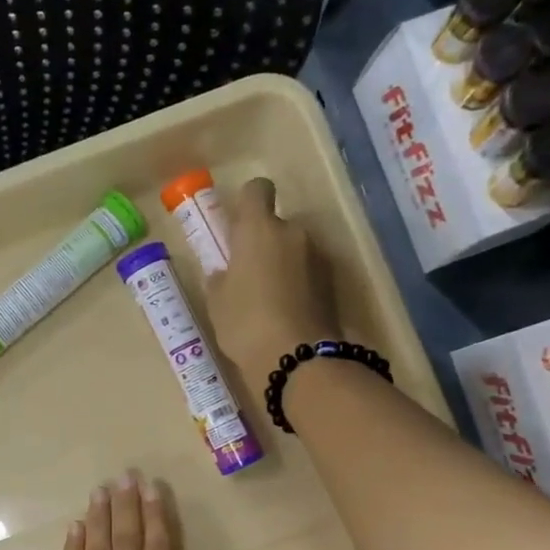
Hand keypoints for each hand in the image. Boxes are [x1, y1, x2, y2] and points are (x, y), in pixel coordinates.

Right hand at [202, 177, 340, 397]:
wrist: (297, 359)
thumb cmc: (245, 323)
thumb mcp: (217, 304)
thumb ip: (219, 279)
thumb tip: (225, 272)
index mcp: (258, 229)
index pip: (257, 190)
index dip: (247, 203)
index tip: (238, 227)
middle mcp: (292, 233)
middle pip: (277, 225)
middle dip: (264, 244)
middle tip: (247, 276)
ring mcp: (317, 257)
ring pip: (294, 250)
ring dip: (282, 265)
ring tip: (267, 301)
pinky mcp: (332, 283)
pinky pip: (307, 274)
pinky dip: (298, 285)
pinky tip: (285, 314)